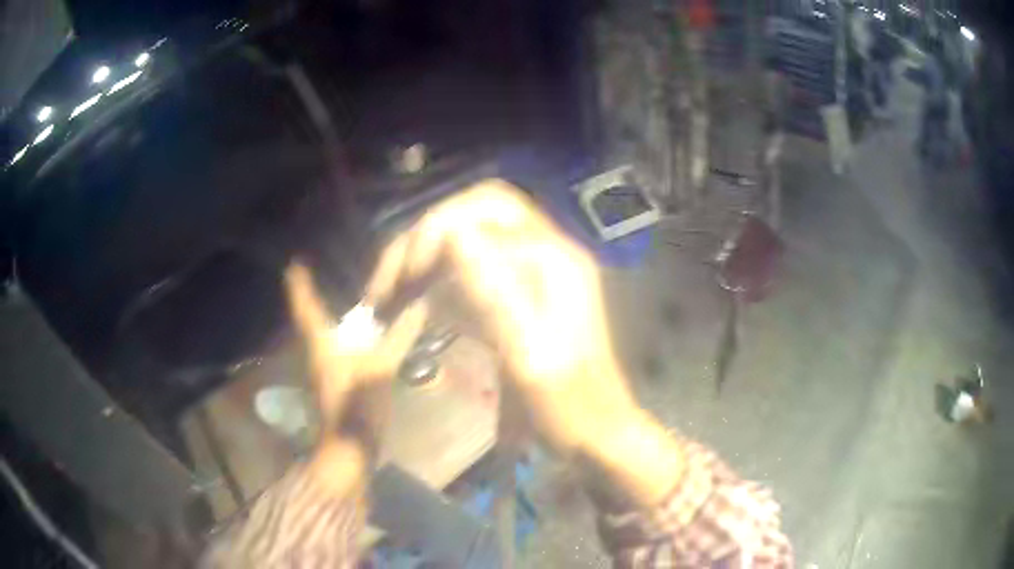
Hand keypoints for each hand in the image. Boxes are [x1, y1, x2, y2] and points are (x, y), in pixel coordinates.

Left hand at [285, 263, 426, 493]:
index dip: (299, 279)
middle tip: (333, 261)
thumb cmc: (357, 403)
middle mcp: (317, 347)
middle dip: (317, 286)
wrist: (350, 445)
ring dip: (333, 306)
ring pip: (325, 326)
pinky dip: (347, 327)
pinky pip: (338, 342)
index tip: (298, 257)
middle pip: (310, 311)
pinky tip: (366, 323)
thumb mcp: (382, 366)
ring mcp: (325, 363)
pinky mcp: (336, 375)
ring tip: (352, 284)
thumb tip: (420, 304)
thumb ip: (400, 335)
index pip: (303, 302)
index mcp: (319, 340)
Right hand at [365, 181, 637, 451]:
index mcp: (552, 259)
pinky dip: (441, 279)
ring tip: (392, 297)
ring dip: (428, 257)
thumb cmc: (567, 406)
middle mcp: (547, 251)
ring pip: (472, 235)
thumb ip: (494, 295)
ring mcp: (538, 270)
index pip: (480, 211)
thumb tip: (453, 234)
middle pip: (475, 211)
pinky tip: (420, 307)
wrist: (597, 431)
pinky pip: (476, 266)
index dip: (431, 234)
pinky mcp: (526, 292)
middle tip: (390, 283)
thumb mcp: (529, 358)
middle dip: (425, 236)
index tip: (402, 282)